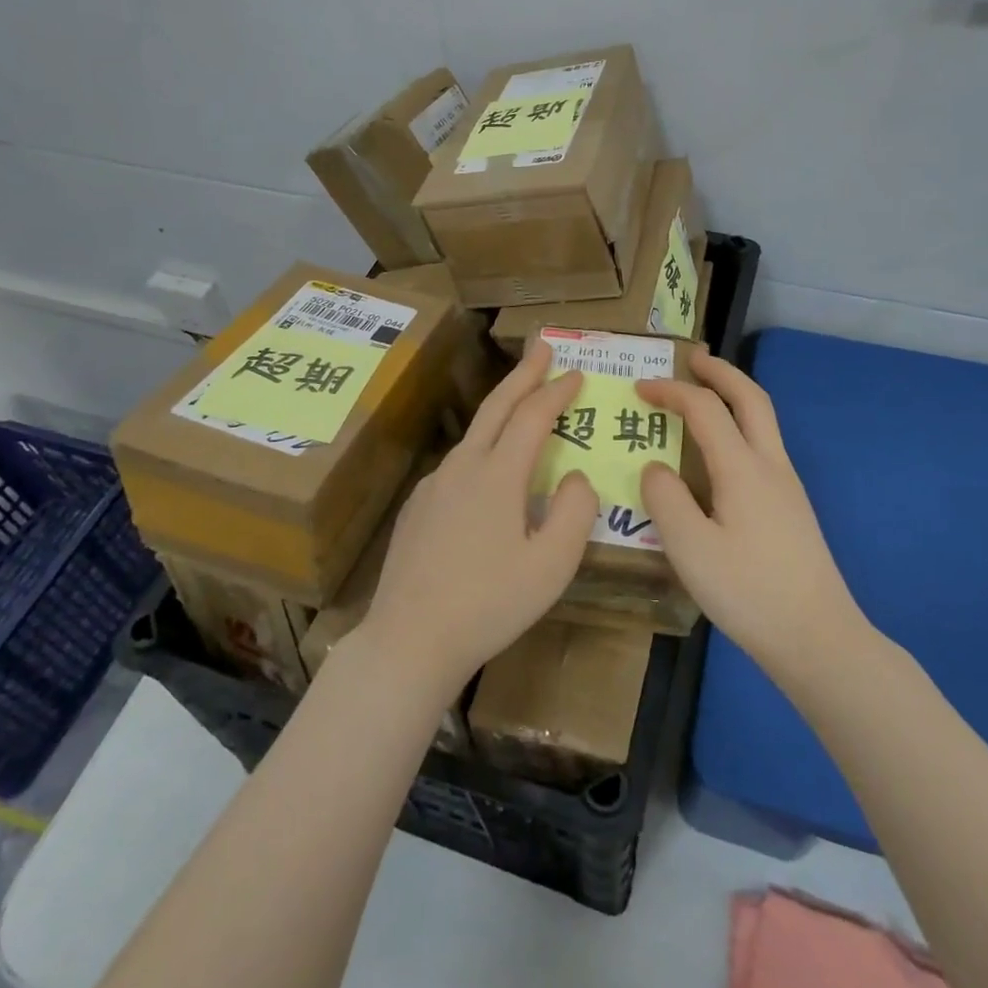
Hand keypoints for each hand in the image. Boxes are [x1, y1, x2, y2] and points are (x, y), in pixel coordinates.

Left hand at [358, 340, 599, 700]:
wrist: (410, 640)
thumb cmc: (490, 604)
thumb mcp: (552, 564)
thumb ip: (575, 512)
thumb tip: (577, 478)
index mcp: (497, 474)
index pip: (533, 416)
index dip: (557, 391)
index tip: (577, 372)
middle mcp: (463, 466)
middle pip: (497, 406)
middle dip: (524, 374)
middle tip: (543, 347)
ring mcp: (434, 485)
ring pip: (475, 434)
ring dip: (503, 409)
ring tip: (524, 404)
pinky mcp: (418, 506)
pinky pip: (459, 464)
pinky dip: (483, 447)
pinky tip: (489, 469)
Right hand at [637, 347, 868, 682]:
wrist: (818, 638)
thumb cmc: (750, 592)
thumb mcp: (691, 549)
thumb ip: (665, 499)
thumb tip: (657, 468)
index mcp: (743, 468)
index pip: (704, 409)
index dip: (671, 391)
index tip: (639, 388)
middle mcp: (770, 465)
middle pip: (750, 398)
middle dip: (720, 371)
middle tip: (692, 357)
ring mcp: (787, 486)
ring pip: (763, 420)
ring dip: (734, 395)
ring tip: (705, 393)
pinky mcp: (791, 507)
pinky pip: (763, 445)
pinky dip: (740, 424)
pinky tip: (721, 452)